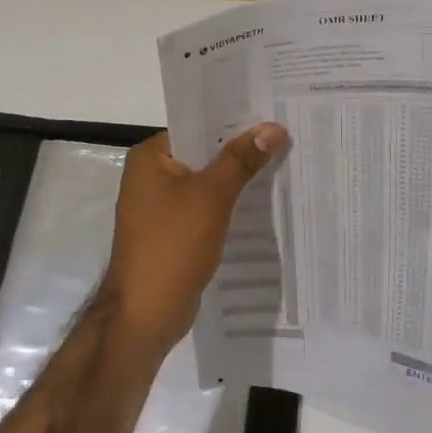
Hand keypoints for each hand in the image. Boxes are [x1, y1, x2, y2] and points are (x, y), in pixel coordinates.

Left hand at [100, 123, 287, 354]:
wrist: (145, 313)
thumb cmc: (172, 246)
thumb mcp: (211, 197)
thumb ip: (241, 160)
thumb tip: (273, 127)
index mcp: (150, 156)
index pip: (197, 126)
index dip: (235, 123)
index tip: (273, 118)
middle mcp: (150, 175)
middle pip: (203, 154)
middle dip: (240, 152)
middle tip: (286, 140)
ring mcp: (159, 206)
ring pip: (206, 182)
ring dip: (236, 180)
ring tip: (282, 166)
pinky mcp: (171, 231)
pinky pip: (204, 207)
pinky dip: (227, 205)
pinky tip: (259, 204)